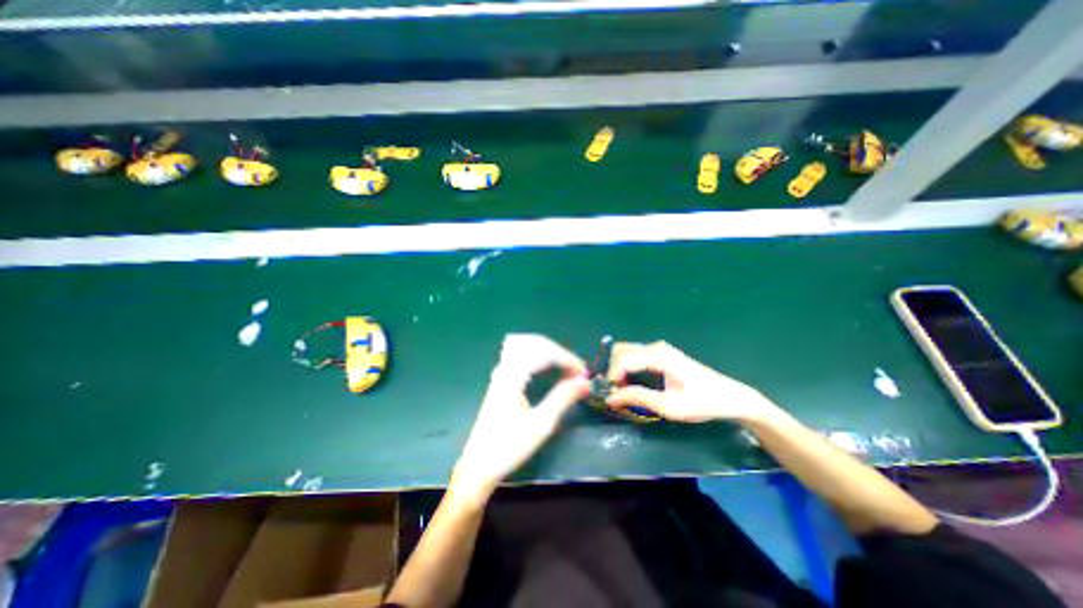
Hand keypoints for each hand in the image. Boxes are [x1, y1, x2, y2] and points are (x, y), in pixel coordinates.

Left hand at [452, 333, 591, 503]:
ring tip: (564, 368)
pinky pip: (521, 353)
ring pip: (526, 344)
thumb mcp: (541, 424)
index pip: (543, 352)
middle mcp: (505, 368)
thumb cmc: (509, 447)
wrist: (479, 464)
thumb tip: (585, 382)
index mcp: (512, 377)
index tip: (584, 372)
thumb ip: (563, 398)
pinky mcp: (501, 377)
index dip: (567, 358)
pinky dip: (538, 355)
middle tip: (576, 371)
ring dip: (548, 351)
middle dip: (559, 352)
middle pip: (534, 343)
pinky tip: (547, 368)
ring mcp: (501, 371)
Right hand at [608, 341, 779, 421]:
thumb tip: (610, 397)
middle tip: (614, 392)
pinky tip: (631, 383)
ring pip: (626, 352)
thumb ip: (637, 398)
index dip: (611, 377)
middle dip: (612, 370)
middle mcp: (655, 347)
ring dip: (619, 369)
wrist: (729, 397)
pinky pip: (635, 355)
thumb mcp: (668, 406)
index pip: (622, 360)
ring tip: (621, 390)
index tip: (608, 395)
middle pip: (621, 351)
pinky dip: (627, 367)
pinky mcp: (661, 354)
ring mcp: (658, 348)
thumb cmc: (701, 403)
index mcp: (658, 356)